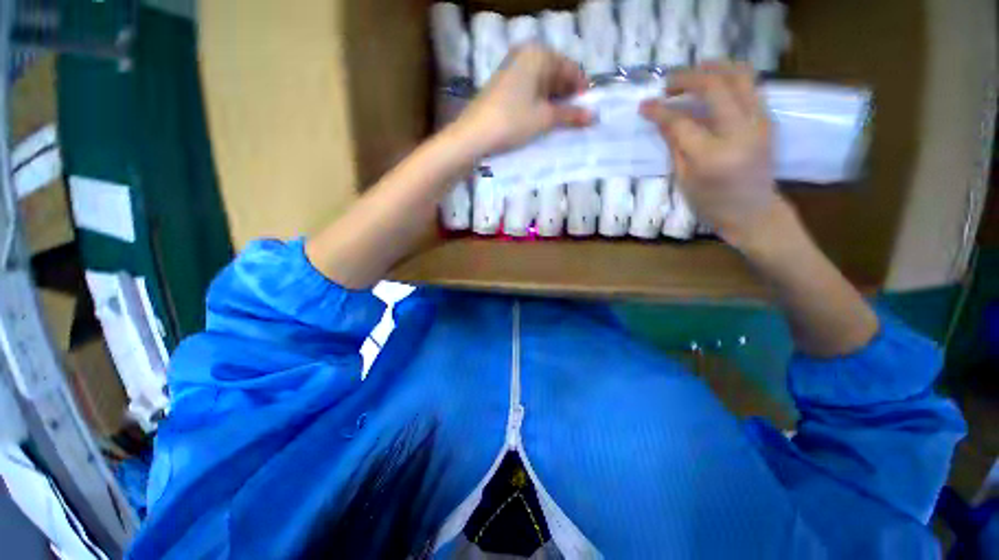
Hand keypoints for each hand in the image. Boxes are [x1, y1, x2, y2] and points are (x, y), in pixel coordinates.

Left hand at [451, 45, 592, 157]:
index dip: (581, 90)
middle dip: (567, 97)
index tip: (589, 110)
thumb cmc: (512, 121)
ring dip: (553, 103)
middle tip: (576, 120)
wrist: (473, 135)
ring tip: (560, 124)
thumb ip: (570, 115)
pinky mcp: (503, 86)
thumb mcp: (545, 118)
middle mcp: (525, 55)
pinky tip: (542, 121)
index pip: (570, 68)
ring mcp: (511, 70)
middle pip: (556, 75)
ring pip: (542, 85)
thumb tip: (594, 117)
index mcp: (539, 54)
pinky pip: (528, 92)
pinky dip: (538, 105)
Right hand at [639, 62, 779, 248]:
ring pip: (740, 76)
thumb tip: (660, 119)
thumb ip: (674, 145)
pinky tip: (715, 83)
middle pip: (714, 87)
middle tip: (668, 84)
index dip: (660, 111)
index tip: (644, 105)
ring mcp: (759, 122)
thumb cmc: (711, 203)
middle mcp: (740, 133)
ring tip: (694, 71)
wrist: (753, 211)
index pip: (681, 122)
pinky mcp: (768, 119)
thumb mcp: (683, 180)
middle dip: (687, 78)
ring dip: (714, 67)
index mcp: (712, 156)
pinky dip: (731, 78)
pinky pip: (751, 86)